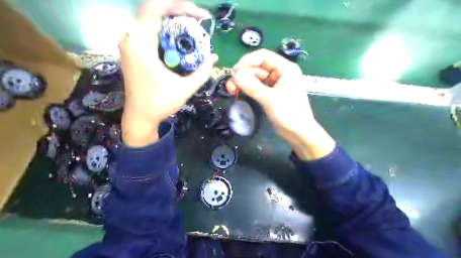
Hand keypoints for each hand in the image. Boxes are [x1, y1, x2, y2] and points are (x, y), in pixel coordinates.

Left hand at [119, 0, 218, 147]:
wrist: (140, 116)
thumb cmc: (160, 103)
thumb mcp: (185, 88)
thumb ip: (202, 72)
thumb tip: (214, 57)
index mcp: (140, 45)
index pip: (156, 8)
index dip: (180, 5)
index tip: (201, 15)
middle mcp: (130, 39)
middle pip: (153, 10)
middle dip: (178, 10)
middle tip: (198, 20)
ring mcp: (129, 44)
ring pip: (150, 18)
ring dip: (171, 18)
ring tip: (191, 26)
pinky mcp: (131, 50)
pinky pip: (148, 30)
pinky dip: (165, 28)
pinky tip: (178, 37)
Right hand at [227, 49, 335, 159]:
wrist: (298, 133)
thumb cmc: (289, 113)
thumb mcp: (270, 99)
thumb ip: (252, 86)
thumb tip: (235, 75)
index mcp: (285, 68)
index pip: (263, 56)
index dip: (247, 61)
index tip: (234, 71)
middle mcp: (280, 73)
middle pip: (257, 68)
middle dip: (243, 74)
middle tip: (229, 84)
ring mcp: (275, 84)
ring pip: (255, 78)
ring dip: (243, 82)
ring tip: (230, 89)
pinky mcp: (270, 94)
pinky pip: (257, 87)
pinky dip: (248, 88)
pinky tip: (238, 91)